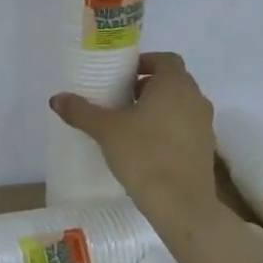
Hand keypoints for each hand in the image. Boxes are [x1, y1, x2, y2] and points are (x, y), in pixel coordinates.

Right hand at [50, 52, 224, 243]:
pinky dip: (169, 127)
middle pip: (173, 81)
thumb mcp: (105, 130)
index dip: (144, 62)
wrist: (181, 203)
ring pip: (180, 105)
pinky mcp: (206, 149)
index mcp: (174, 85)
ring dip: (159, 107)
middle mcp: (195, 99)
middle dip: (148, 85)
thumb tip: (56, 99)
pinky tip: (146, 145)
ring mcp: (205, 125)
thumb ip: (81, 111)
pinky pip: (185, 126)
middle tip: (120, 97)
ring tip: (130, 122)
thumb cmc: (144, 154)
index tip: (122, 75)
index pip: (165, 59)